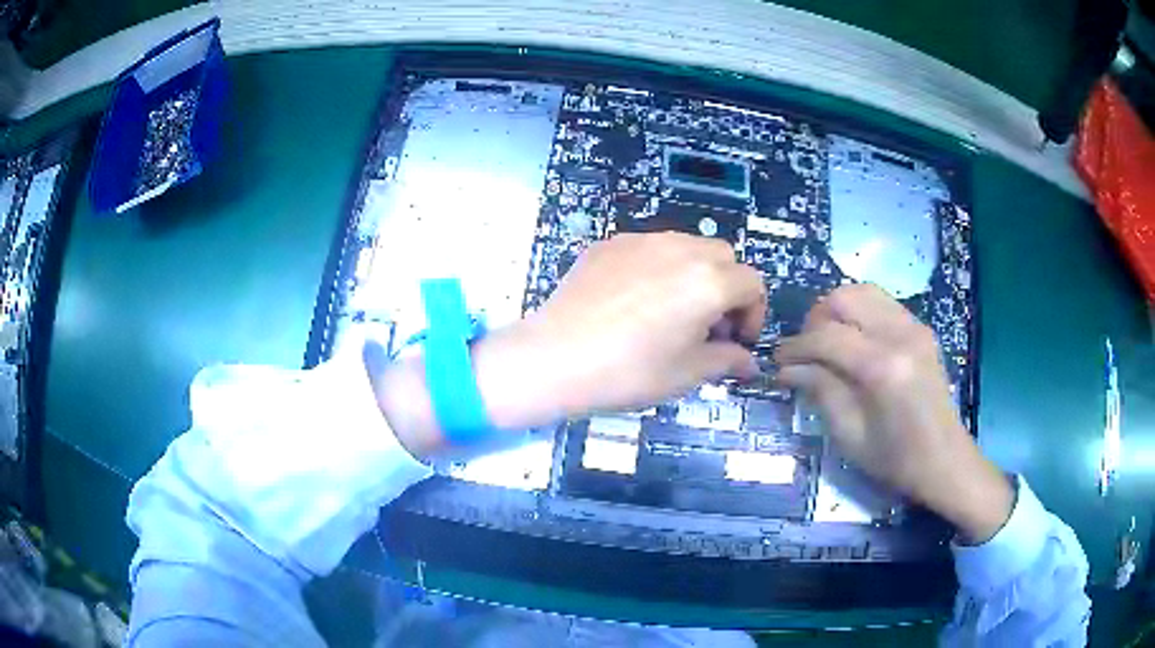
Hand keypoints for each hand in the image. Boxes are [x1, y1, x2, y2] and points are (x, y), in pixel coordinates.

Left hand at [370, 232, 764, 455]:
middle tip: (707, 326)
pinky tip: (634, 302)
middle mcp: (679, 248)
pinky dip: (658, 268)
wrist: (554, 358)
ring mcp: (640, 241)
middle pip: (723, 257)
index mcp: (708, 280)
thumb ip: (727, 360)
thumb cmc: (628, 371)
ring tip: (672, 312)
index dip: (753, 314)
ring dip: (694, 273)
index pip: (752, 283)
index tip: (735, 341)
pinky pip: (649, 248)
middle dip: (726, 288)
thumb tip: (748, 362)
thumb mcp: (687, 373)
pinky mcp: (608, 244)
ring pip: (687, 246)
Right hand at [775, 284, 1012, 543]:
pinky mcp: (921, 328)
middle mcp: (900, 335)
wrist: (944, 460)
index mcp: (882, 367)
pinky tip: (854, 341)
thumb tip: (788, 369)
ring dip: (837, 311)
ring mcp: (914, 327)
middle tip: (805, 351)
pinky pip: (881, 303)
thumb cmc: (895, 459)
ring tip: (827, 341)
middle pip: (844, 298)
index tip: (778, 362)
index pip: (827, 336)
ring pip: (863, 291)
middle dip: (815, 320)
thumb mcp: (849, 436)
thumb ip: (820, 391)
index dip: (796, 346)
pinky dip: (859, 313)